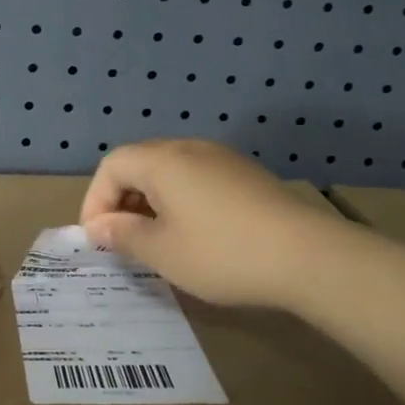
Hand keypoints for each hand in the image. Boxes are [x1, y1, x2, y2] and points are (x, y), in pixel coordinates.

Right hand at [80, 140, 325, 309]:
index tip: (98, 239)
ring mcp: (222, 159)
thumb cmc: (222, 253)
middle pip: (139, 163)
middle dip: (122, 200)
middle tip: (122, 240)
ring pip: (170, 172)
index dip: (95, 201)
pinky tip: (194, 235)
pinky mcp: (247, 176)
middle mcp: (190, 148)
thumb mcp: (162, 252)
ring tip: (155, 240)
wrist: (309, 256)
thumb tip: (99, 226)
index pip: (111, 166)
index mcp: (162, 161)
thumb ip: (123, 235)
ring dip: (151, 202)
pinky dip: (181, 202)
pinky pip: (197, 180)